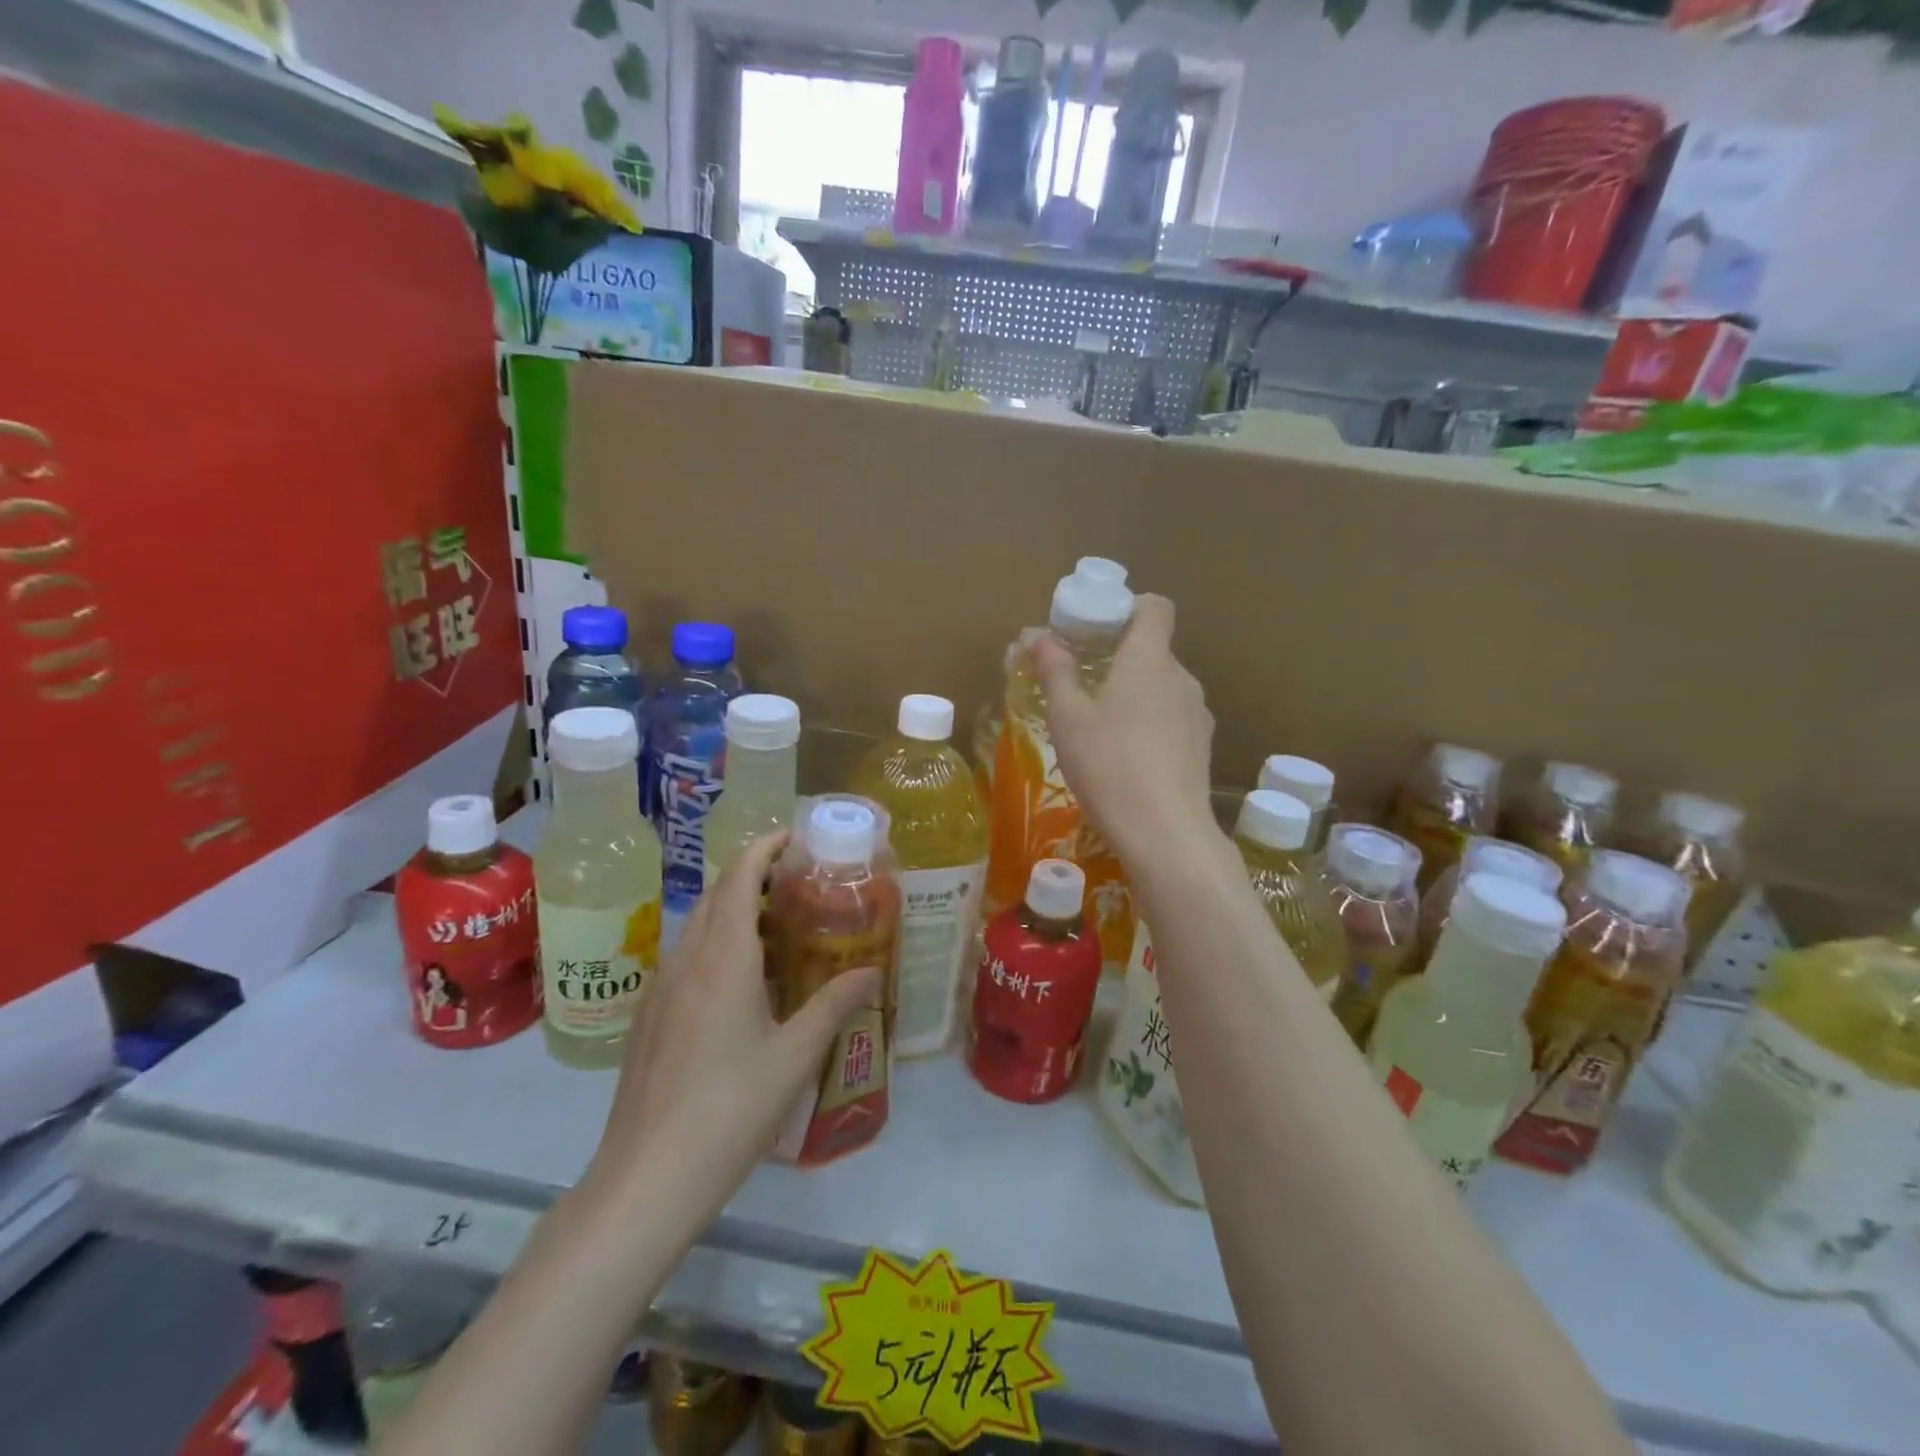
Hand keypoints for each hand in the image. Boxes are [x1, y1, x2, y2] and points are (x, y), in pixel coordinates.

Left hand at [585, 833, 879, 1222]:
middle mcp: (687, 960)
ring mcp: (660, 990)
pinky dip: (715, 945)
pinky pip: (685, 958)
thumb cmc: (730, 1109)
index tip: (793, 837)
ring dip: (732, 911)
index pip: (739, 878)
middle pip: (716, 895)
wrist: (646, 1179)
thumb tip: (871, 971)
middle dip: (752, 875)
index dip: (764, 848)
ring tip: (776, 930)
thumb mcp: (794, 1056)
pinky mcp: (648, 1019)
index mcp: (723, 958)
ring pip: (697, 927)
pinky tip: (739, 984)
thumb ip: (834, 1005)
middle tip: (796, 884)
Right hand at [1031, 594, 1215, 858]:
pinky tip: (1126, 758)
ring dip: (1134, 694)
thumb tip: (1035, 634)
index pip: (1154, 607)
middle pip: (1153, 650)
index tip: (1096, 627)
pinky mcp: (1202, 747)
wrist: (1165, 832)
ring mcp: (1198, 714)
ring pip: (1162, 688)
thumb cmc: (1109, 765)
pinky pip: (1172, 719)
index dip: (1127, 607)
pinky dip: (1149, 723)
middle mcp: (1181, 678)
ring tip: (1100, 728)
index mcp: (1149, 659)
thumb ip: (1054, 670)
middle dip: (1119, 658)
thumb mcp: (1068, 717)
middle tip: (1081, 683)